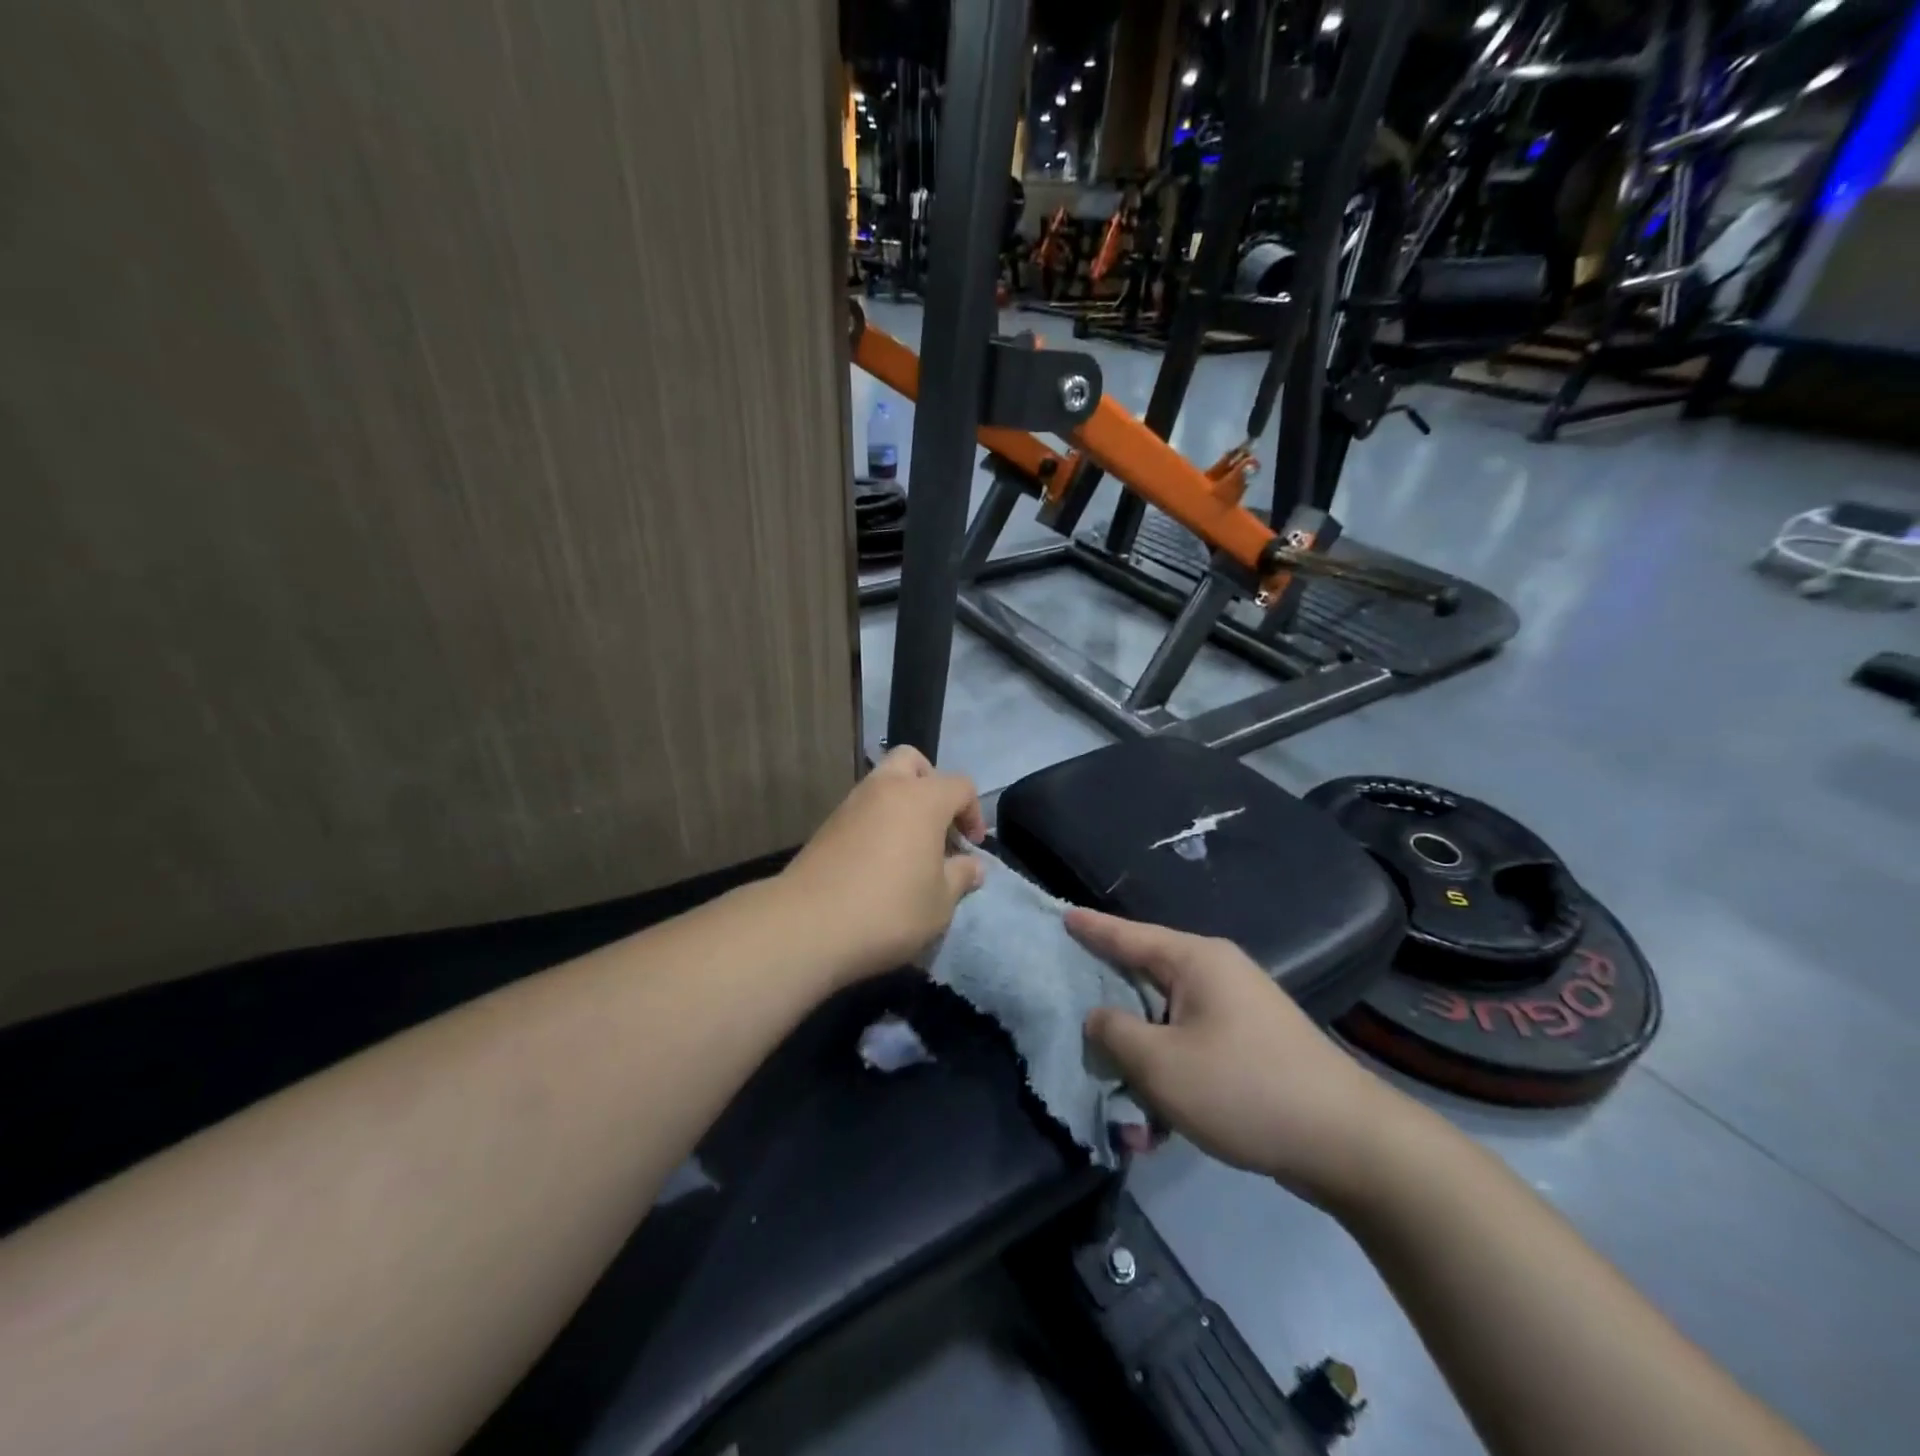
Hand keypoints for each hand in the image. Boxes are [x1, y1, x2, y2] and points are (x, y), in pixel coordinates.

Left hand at [780, 746, 987, 983]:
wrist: (809, 924)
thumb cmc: (889, 909)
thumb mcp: (940, 902)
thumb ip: (961, 877)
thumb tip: (973, 866)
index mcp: (922, 799)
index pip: (960, 785)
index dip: (973, 812)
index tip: (971, 846)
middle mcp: (886, 789)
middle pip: (913, 762)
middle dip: (931, 785)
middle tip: (938, 825)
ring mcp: (851, 804)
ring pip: (883, 783)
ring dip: (902, 804)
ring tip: (909, 848)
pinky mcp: (827, 825)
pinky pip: (862, 809)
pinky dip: (877, 822)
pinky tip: (879, 861)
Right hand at [1069, 909, 1409, 1210]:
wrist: (1349, 1144)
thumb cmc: (1244, 1089)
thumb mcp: (1160, 1065)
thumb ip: (1115, 1034)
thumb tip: (1099, 1019)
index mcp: (1196, 961)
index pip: (1128, 935)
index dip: (1092, 929)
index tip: (1062, 915)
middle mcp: (1217, 974)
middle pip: (1145, 980)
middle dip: (1110, 1010)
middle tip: (1070, 1012)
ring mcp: (1239, 1011)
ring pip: (1168, 1025)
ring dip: (1142, 1063)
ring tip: (1118, 1102)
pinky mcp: (1252, 1048)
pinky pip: (1193, 1050)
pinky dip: (1171, 1079)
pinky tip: (1158, 1128)